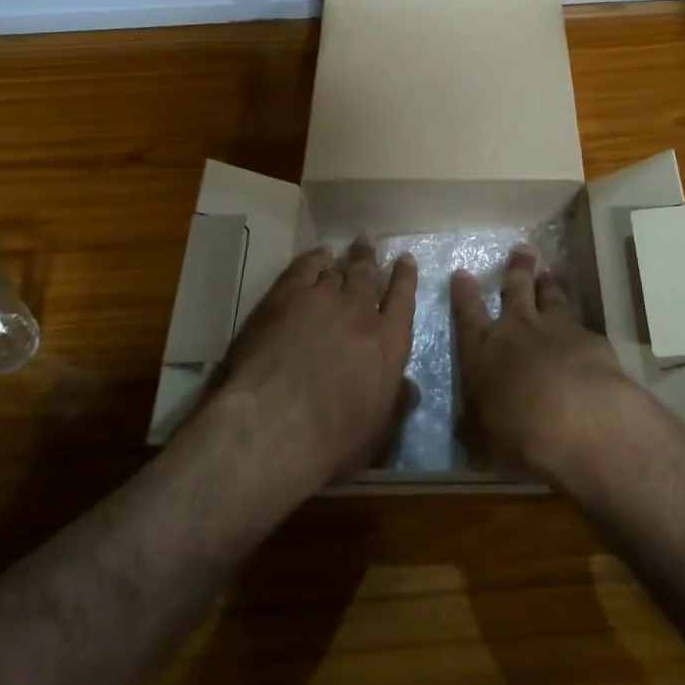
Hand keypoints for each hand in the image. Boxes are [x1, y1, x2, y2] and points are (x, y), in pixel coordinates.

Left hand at [219, 240, 416, 485]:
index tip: (405, 260)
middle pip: (368, 275)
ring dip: (344, 259)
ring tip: (344, 249)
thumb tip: (410, 388)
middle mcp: (360, 312)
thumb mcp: (377, 434)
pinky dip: (314, 258)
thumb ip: (395, 404)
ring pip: (338, 270)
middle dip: (370, 259)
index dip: (405, 278)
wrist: (274, 423)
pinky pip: (305, 267)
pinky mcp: (287, 295)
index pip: (403, 299)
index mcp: (389, 343)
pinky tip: (317, 254)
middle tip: (369, 244)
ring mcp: (323, 299)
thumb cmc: (331, 441)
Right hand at [451, 247, 633, 479]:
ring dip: (548, 284)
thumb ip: (476, 426)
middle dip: (516, 269)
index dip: (463, 293)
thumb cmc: (517, 433)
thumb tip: (467, 427)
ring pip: (550, 296)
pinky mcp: (590, 338)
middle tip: (522, 250)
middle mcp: (517, 329)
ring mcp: (556, 328)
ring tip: (550, 272)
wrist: (578, 419)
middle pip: (515, 289)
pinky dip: (578, 322)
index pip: (467, 314)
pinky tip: (583, 327)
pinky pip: (580, 322)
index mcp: (482, 350)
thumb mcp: (483, 440)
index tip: (462, 273)